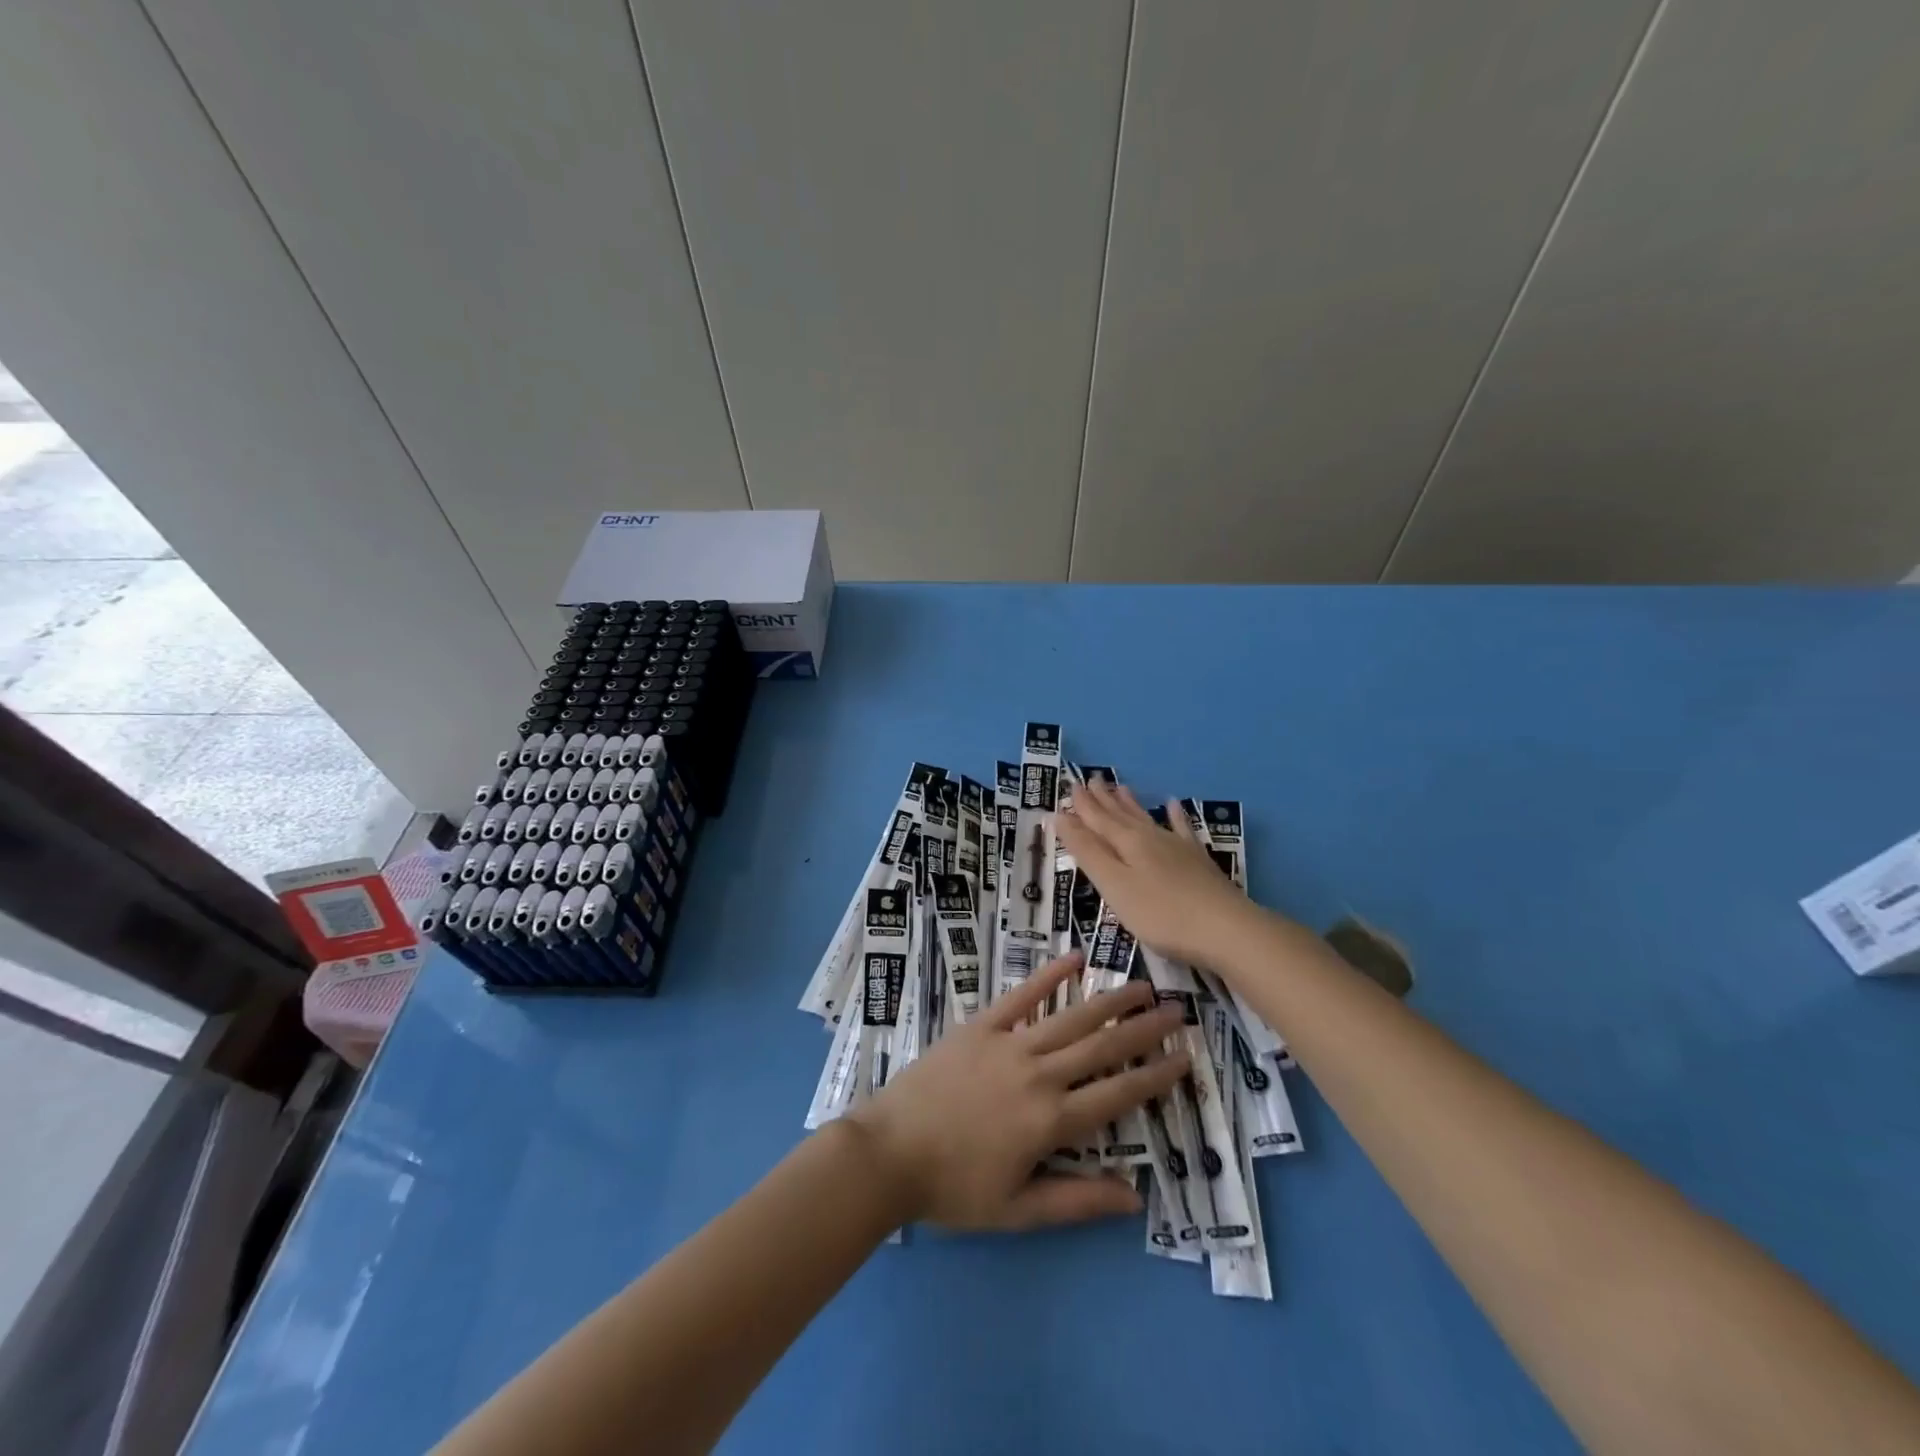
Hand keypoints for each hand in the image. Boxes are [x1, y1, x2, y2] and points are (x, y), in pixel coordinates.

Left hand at [845, 953, 1188, 1230]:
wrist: (889, 1152)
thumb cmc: (953, 1188)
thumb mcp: (1018, 1210)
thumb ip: (1077, 1201)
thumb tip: (1134, 1196)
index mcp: (1051, 1120)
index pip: (1117, 1094)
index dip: (1155, 1076)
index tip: (1185, 1057)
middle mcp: (1039, 1074)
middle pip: (1102, 1048)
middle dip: (1144, 1030)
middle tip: (1178, 1011)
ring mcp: (1009, 1043)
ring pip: (1071, 1018)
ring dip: (1110, 1001)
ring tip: (1142, 986)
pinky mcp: (981, 1026)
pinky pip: (1022, 997)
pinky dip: (1049, 976)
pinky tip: (1074, 958)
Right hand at [1057, 779, 1260, 968]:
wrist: (1227, 929)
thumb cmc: (1161, 913)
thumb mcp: (1114, 885)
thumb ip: (1088, 852)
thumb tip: (1061, 817)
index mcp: (1126, 842)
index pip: (1097, 819)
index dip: (1081, 806)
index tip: (1069, 787)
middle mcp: (1150, 837)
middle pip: (1120, 815)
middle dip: (1102, 799)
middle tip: (1090, 779)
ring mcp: (1177, 847)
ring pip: (1147, 818)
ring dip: (1130, 803)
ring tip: (1120, 786)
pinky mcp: (1198, 861)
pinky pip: (1182, 829)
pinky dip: (1175, 816)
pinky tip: (1174, 805)